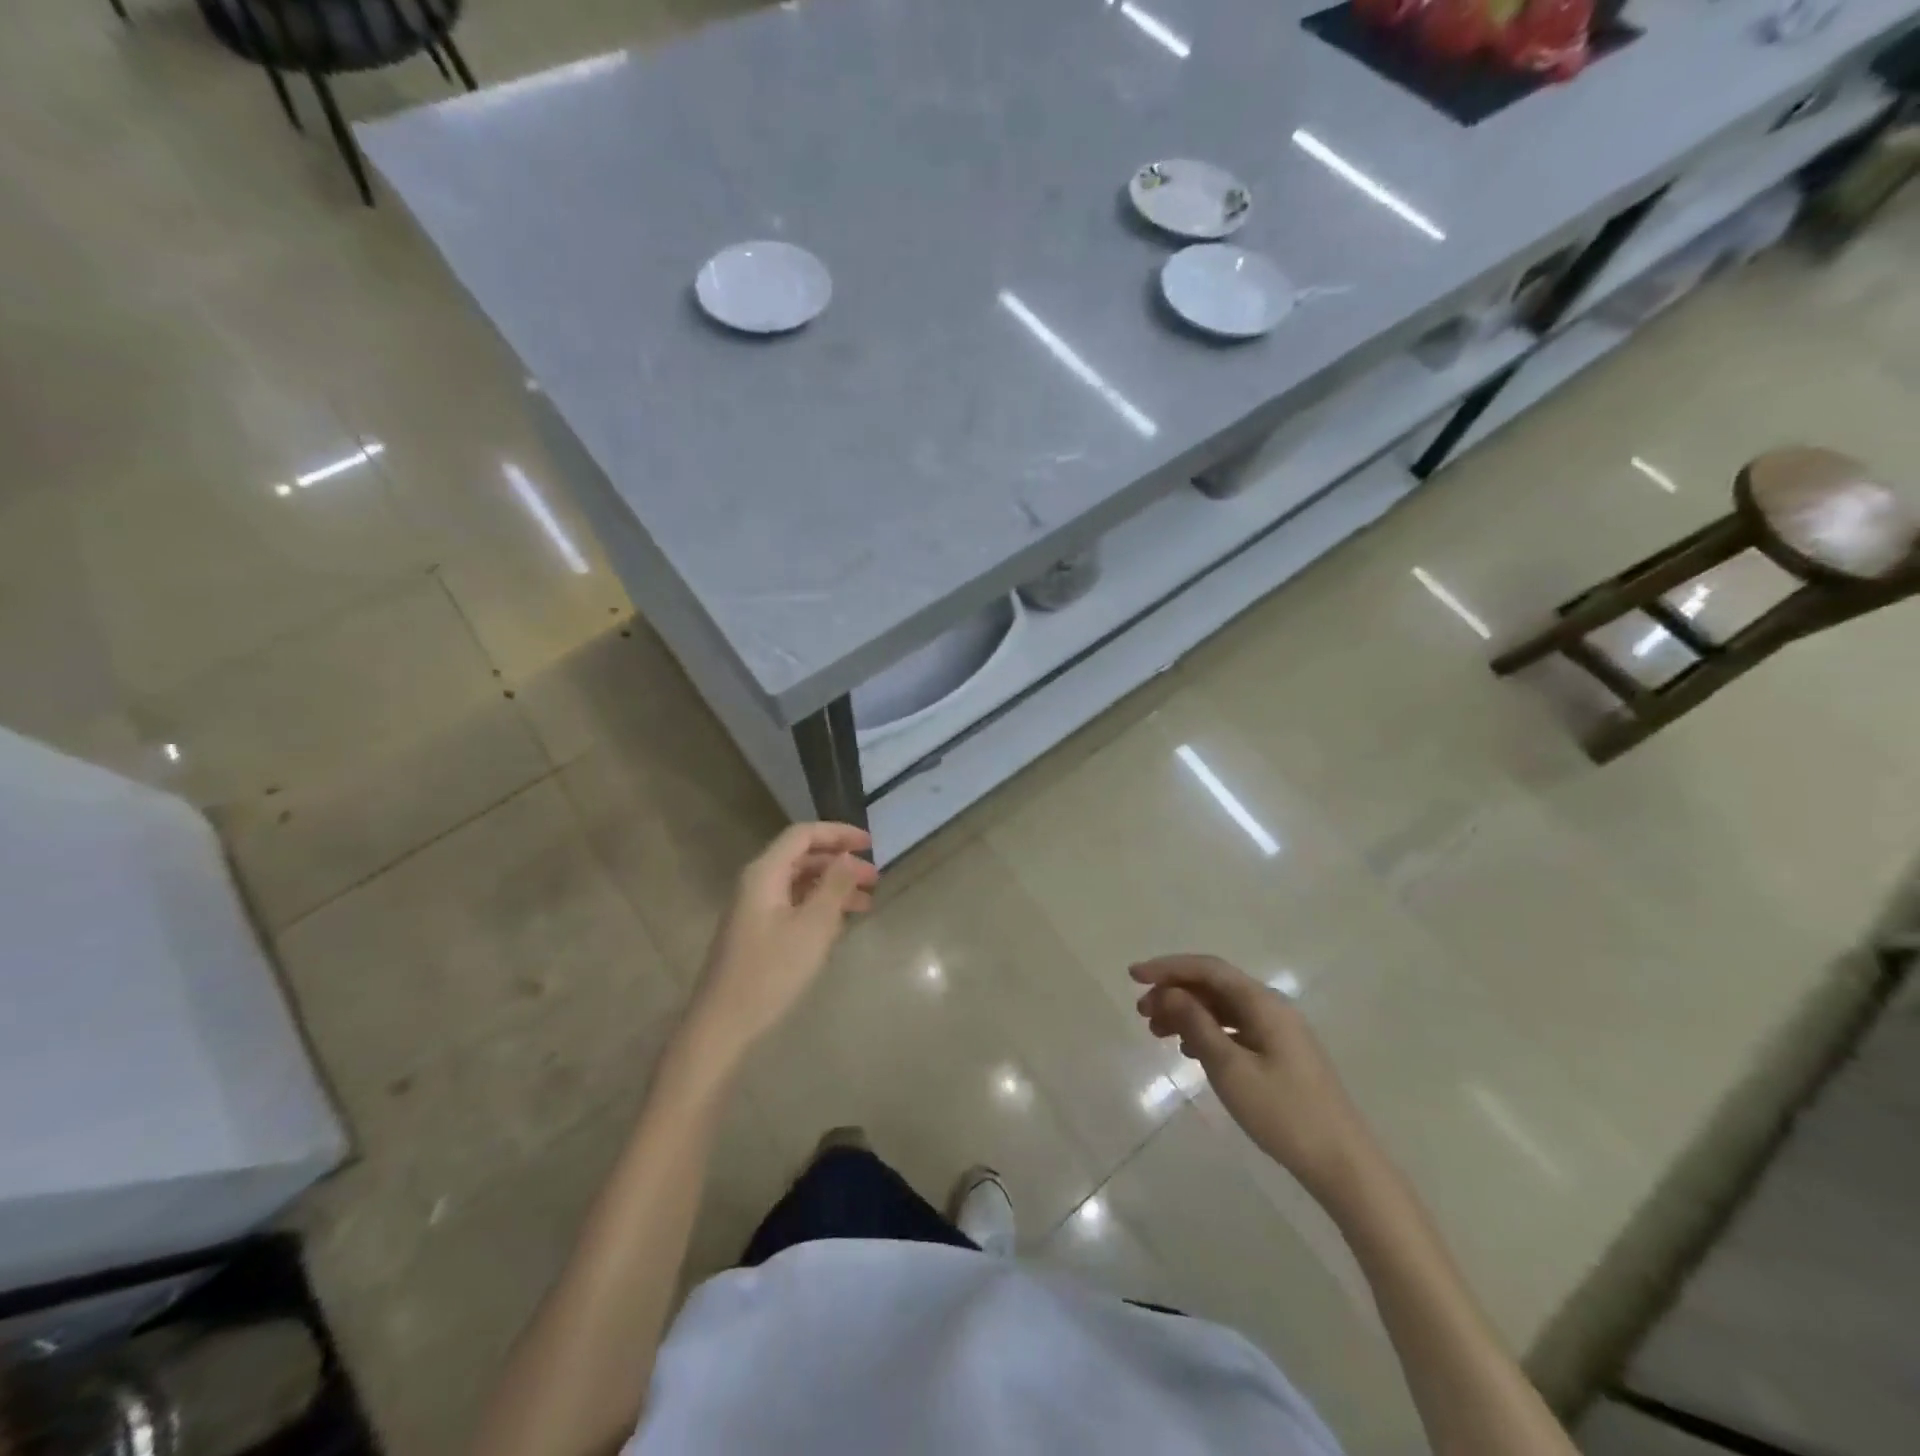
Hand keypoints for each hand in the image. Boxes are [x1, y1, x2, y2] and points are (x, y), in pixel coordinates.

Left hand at [685, 823, 877, 1061]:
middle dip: (840, 862)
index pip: (803, 835)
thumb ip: (834, 886)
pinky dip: (819, 906)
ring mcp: (755, 908)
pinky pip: (793, 904)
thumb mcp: (813, 927)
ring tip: (867, 903)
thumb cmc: (771, 971)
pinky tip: (841, 923)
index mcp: (765, 873)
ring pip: (800, 882)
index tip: (871, 844)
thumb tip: (849, 857)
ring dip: (833, 886)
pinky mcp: (757, 931)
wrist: (723, 1023)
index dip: (838, 833)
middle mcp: (757, 882)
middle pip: (802, 857)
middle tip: (875, 878)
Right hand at [1132, 955, 1376, 1199]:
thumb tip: (1168, 992)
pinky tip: (1189, 1050)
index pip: (1208, 969)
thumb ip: (1196, 1024)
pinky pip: (1234, 1028)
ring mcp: (1278, 1032)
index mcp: (1263, 1003)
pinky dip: (1207, 1032)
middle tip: (1142, 1013)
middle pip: (1214, 985)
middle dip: (1174, 992)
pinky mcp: (1280, 1054)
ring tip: (1157, 1033)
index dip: (1168, 968)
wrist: (1343, 1165)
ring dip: (1188, 1013)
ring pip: (1222, 1008)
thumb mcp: (1230, 1068)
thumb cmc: (1283, 1113)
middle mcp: (1272, 1008)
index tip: (1133, 976)